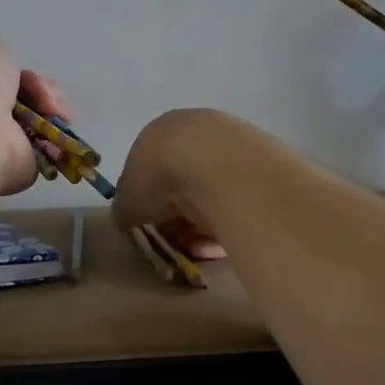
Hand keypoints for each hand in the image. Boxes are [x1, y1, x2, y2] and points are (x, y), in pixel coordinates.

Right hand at [112, 109, 229, 260]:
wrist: (216, 165)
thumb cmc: (160, 177)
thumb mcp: (127, 200)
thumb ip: (125, 211)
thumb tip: (127, 220)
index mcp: (159, 135)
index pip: (150, 175)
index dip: (148, 208)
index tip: (151, 231)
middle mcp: (195, 136)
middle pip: (183, 188)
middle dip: (177, 221)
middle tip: (175, 244)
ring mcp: (230, 149)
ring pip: (210, 199)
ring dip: (200, 229)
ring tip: (197, 249)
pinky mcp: (259, 169)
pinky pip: (236, 206)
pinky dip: (225, 226)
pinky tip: (218, 244)